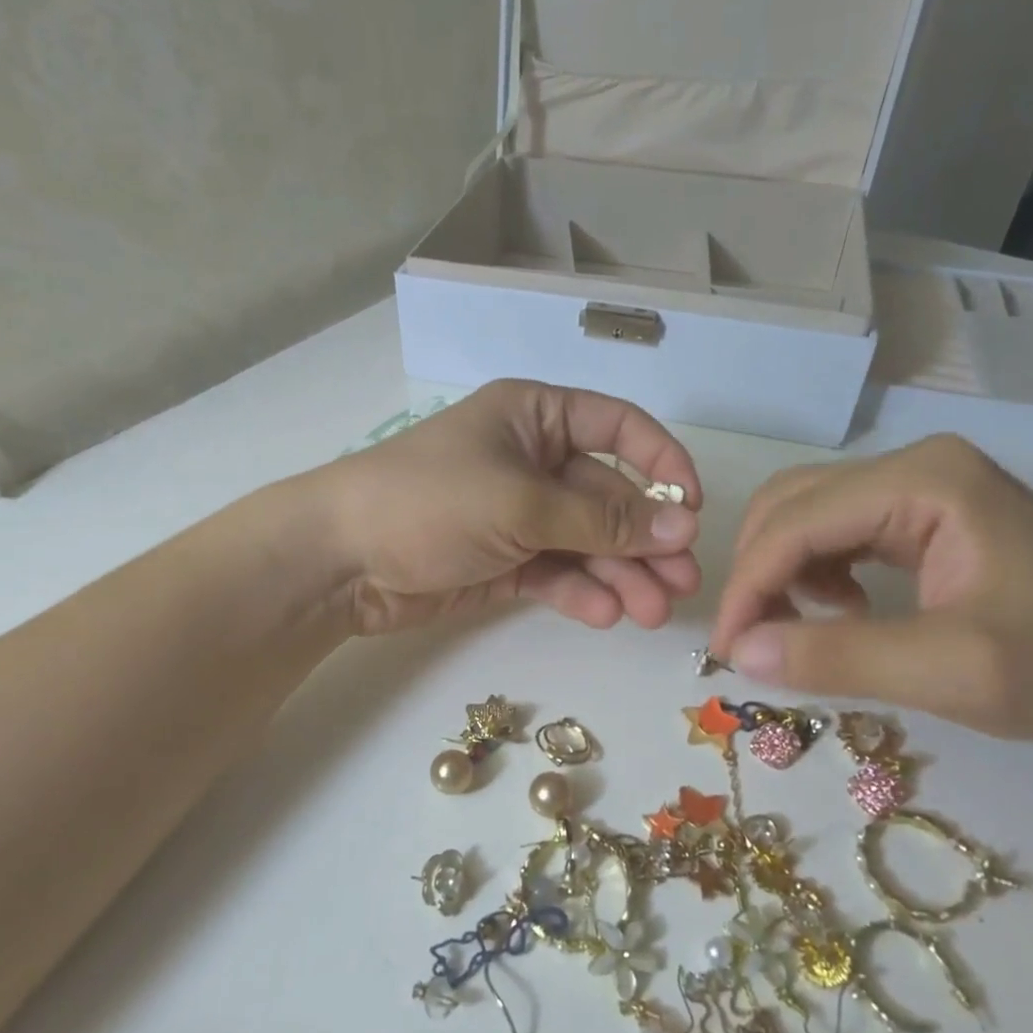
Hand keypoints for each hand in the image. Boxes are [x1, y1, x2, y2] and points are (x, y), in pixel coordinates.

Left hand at [317, 380, 701, 634]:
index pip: (618, 427)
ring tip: (654, 612)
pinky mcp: (503, 561)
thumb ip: (604, 521)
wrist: (340, 560)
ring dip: (621, 575)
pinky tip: (605, 615)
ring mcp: (517, 514)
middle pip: (607, 497)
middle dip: (645, 540)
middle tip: (683, 583)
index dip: (661, 463)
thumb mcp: (523, 504)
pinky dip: (579, 592)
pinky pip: (555, 572)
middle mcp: (532, 460)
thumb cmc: (431, 502)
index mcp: (535, 417)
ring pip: (586, 542)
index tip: (693, 508)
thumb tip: (684, 526)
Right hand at [709, 436, 1032, 773]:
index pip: (798, 520)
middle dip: (758, 571)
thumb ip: (836, 657)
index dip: (749, 583)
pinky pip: (835, 531)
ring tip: (798, 629)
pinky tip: (839, 611)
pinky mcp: (920, 516)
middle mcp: (913, 466)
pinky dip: (812, 571)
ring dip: (781, 570)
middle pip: (791, 504)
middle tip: (752, 640)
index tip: (728, 649)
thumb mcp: (948, 671)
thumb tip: (740, 654)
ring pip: (805, 515)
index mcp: (924, 480)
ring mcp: (918, 487)